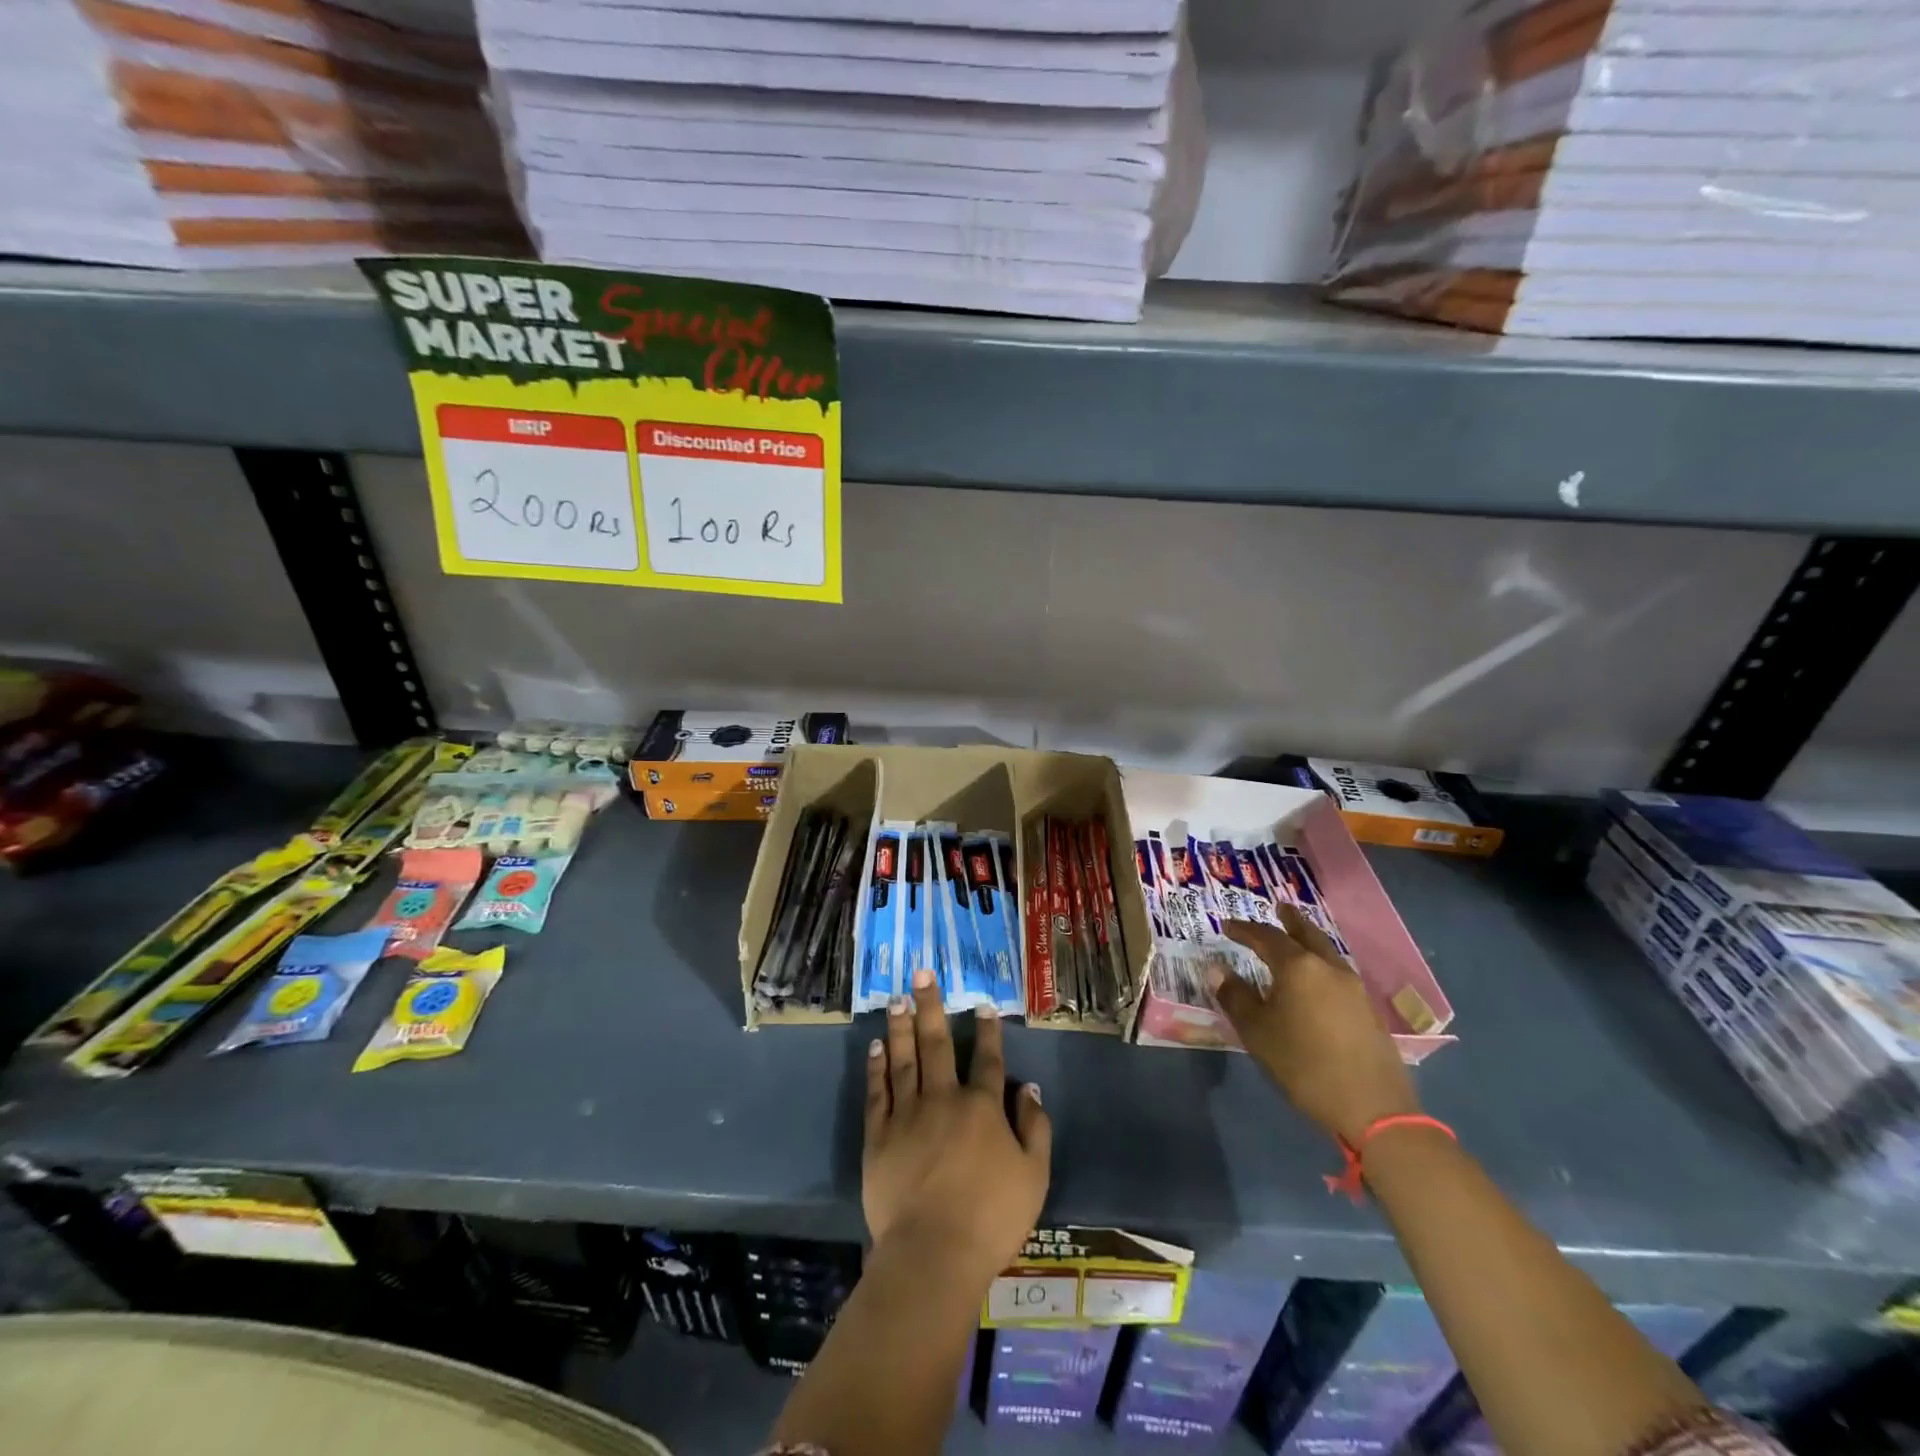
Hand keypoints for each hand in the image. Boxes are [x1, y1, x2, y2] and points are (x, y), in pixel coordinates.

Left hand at [864, 969, 1050, 1276]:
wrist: (933, 1253)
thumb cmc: (991, 1218)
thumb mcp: (1033, 1176)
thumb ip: (1035, 1128)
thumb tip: (1029, 1088)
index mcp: (983, 1107)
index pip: (988, 1059)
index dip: (987, 1030)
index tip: (982, 1005)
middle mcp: (944, 1098)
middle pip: (937, 1043)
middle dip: (932, 1006)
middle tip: (922, 973)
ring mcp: (908, 1114)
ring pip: (904, 1058)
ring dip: (901, 1026)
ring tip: (898, 998)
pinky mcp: (879, 1135)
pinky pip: (878, 1092)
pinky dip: (877, 1067)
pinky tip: (876, 1046)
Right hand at [1213, 907, 1420, 1145]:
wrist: (1372, 1108)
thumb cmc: (1303, 1064)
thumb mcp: (1257, 1031)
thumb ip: (1235, 996)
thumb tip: (1216, 968)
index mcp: (1298, 967)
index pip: (1266, 937)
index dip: (1244, 930)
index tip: (1227, 926)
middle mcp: (1328, 968)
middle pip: (1307, 934)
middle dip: (1290, 921)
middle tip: (1279, 908)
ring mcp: (1354, 988)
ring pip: (1327, 953)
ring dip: (1309, 941)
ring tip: (1296, 940)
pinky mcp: (1368, 1010)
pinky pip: (1338, 973)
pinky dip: (1321, 964)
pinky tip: (1316, 979)